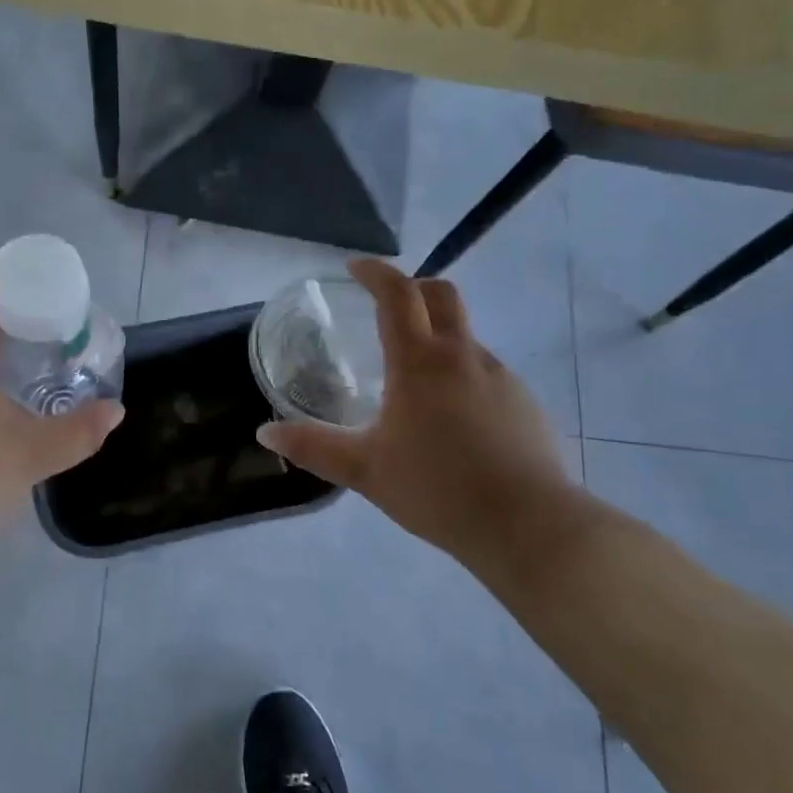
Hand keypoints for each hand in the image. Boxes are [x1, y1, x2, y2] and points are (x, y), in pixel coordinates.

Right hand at [258, 259, 575, 565]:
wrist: (528, 525)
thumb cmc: (436, 489)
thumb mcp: (364, 470)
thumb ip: (313, 447)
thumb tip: (264, 433)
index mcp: (419, 362)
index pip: (397, 294)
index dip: (375, 272)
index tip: (355, 268)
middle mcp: (462, 356)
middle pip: (442, 294)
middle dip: (413, 287)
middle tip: (387, 305)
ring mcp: (500, 376)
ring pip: (464, 338)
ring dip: (437, 338)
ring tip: (414, 382)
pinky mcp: (525, 402)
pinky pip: (485, 373)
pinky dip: (461, 376)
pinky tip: (454, 421)